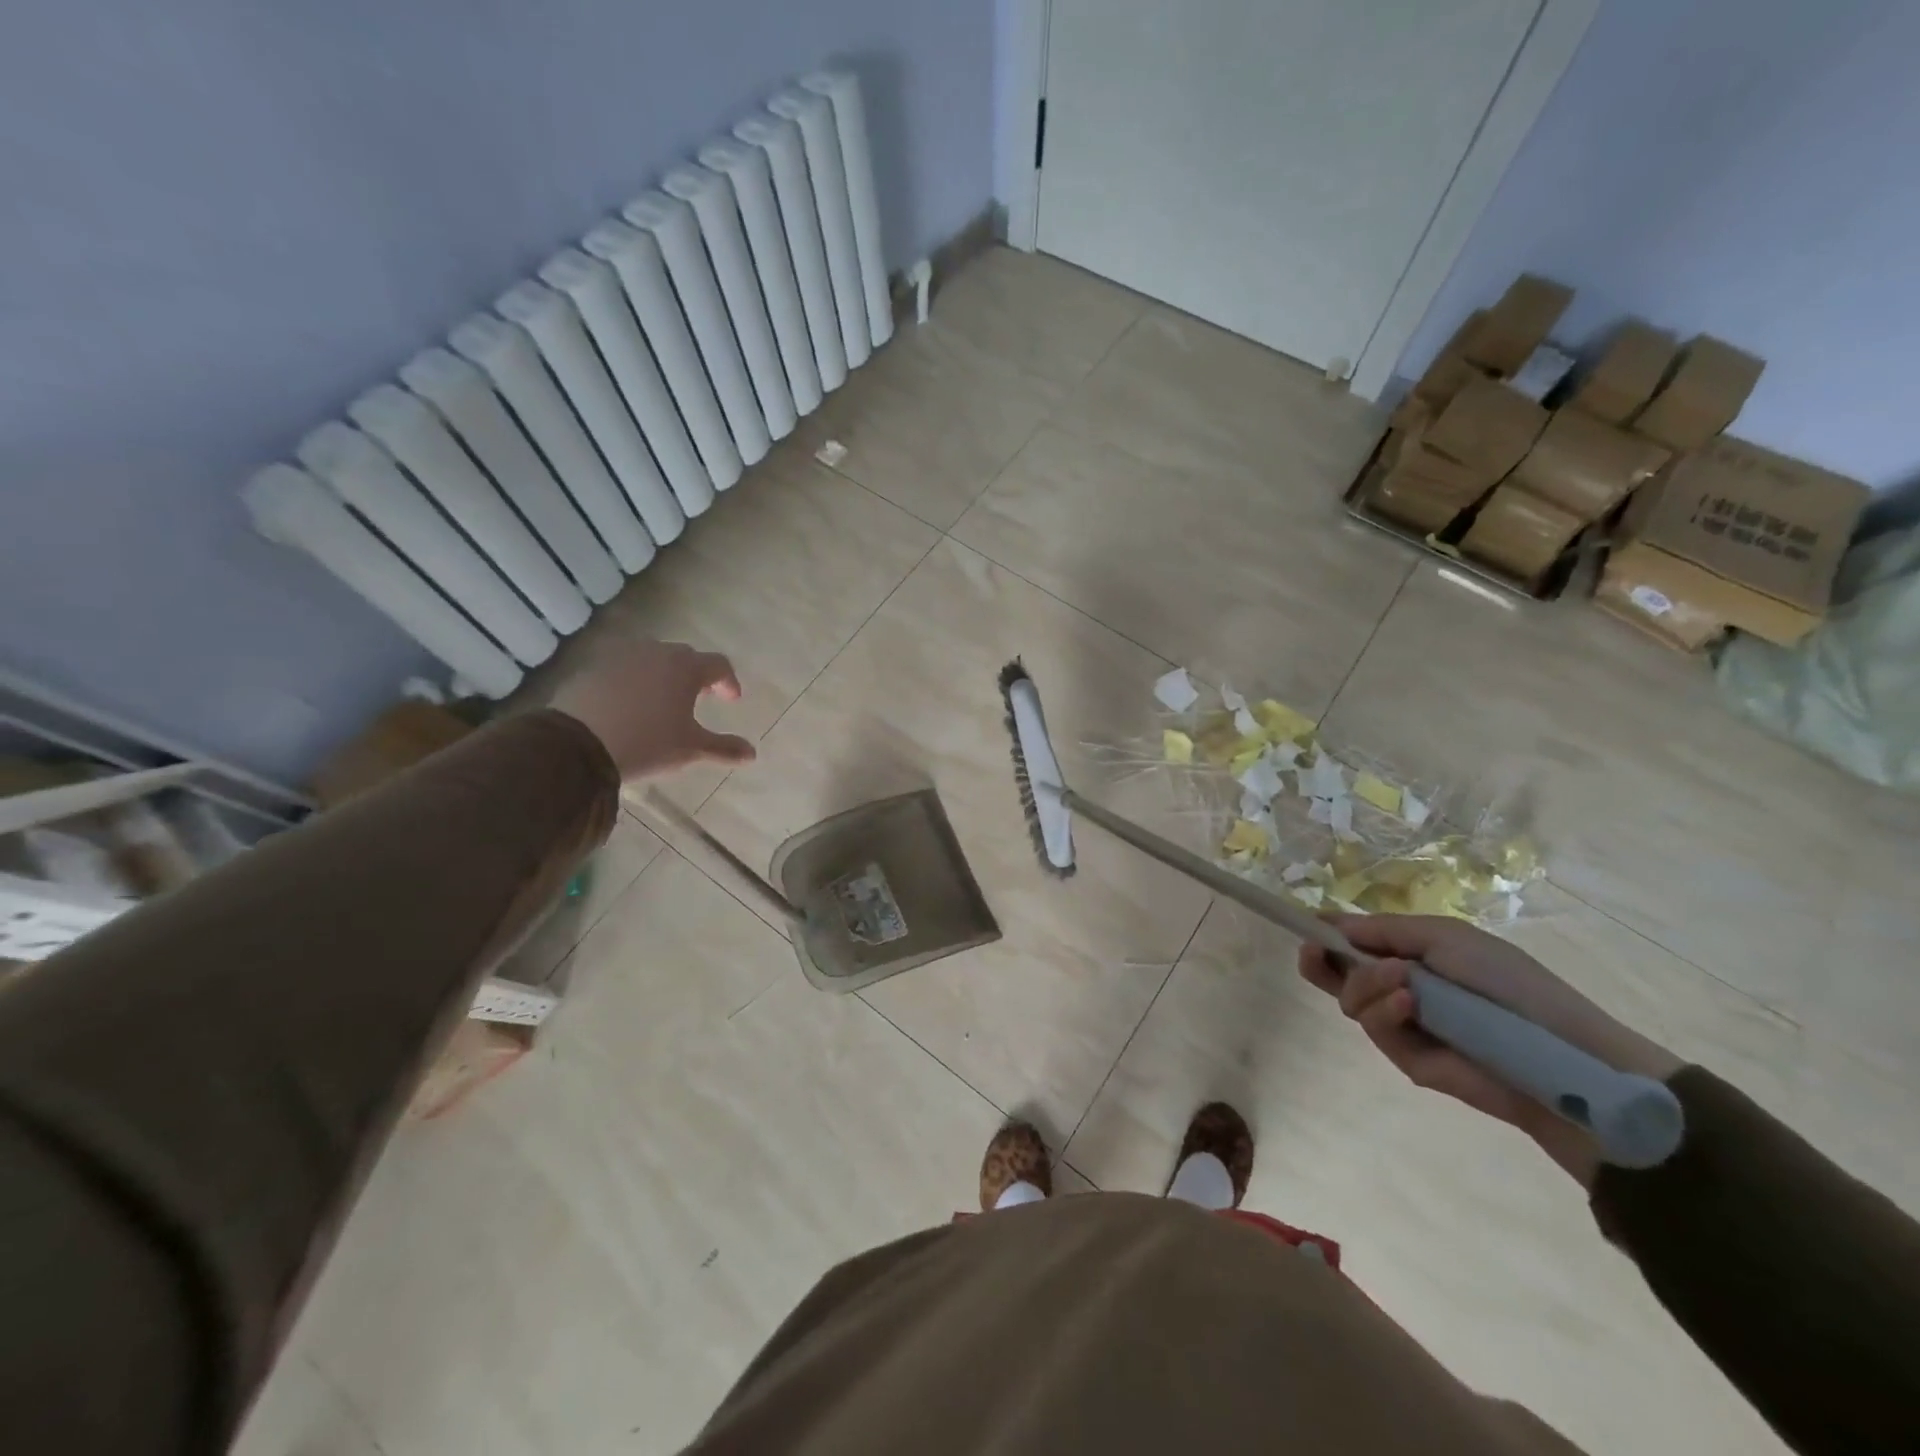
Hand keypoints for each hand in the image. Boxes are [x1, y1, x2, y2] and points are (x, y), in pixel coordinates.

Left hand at [549, 633, 755, 781]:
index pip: (718, 664)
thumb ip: (724, 748)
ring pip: (652, 660)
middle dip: (696, 676)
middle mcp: (656, 652)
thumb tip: (752, 754)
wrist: (577, 744)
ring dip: (663, 675)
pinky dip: (634, 681)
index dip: (728, 682)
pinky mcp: (593, 668)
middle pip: (685, 657)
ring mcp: (621, 657)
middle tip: (699, 698)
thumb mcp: (690, 749)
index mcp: (686, 667)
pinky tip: (630, 705)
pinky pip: (623, 669)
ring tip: (663, 701)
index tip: (731, 700)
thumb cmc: (647, 742)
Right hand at [1299, 916, 1680, 1184]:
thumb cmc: (1508, 982)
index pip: (1356, 942)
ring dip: (1365, 983)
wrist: (1559, 1052)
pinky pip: (1375, 1028)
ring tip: (1400, 980)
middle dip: (1319, 960)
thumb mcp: (1446, 936)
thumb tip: (1332, 925)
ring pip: (1350, 999)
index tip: (1306, 924)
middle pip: (1338, 974)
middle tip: (1312, 952)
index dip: (1328, 932)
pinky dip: (1385, 1011)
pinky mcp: (1407, 1058)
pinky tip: (1409, 1004)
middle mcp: (1399, 988)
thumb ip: (1385, 930)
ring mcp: (1401, 1024)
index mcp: (1411, 955)